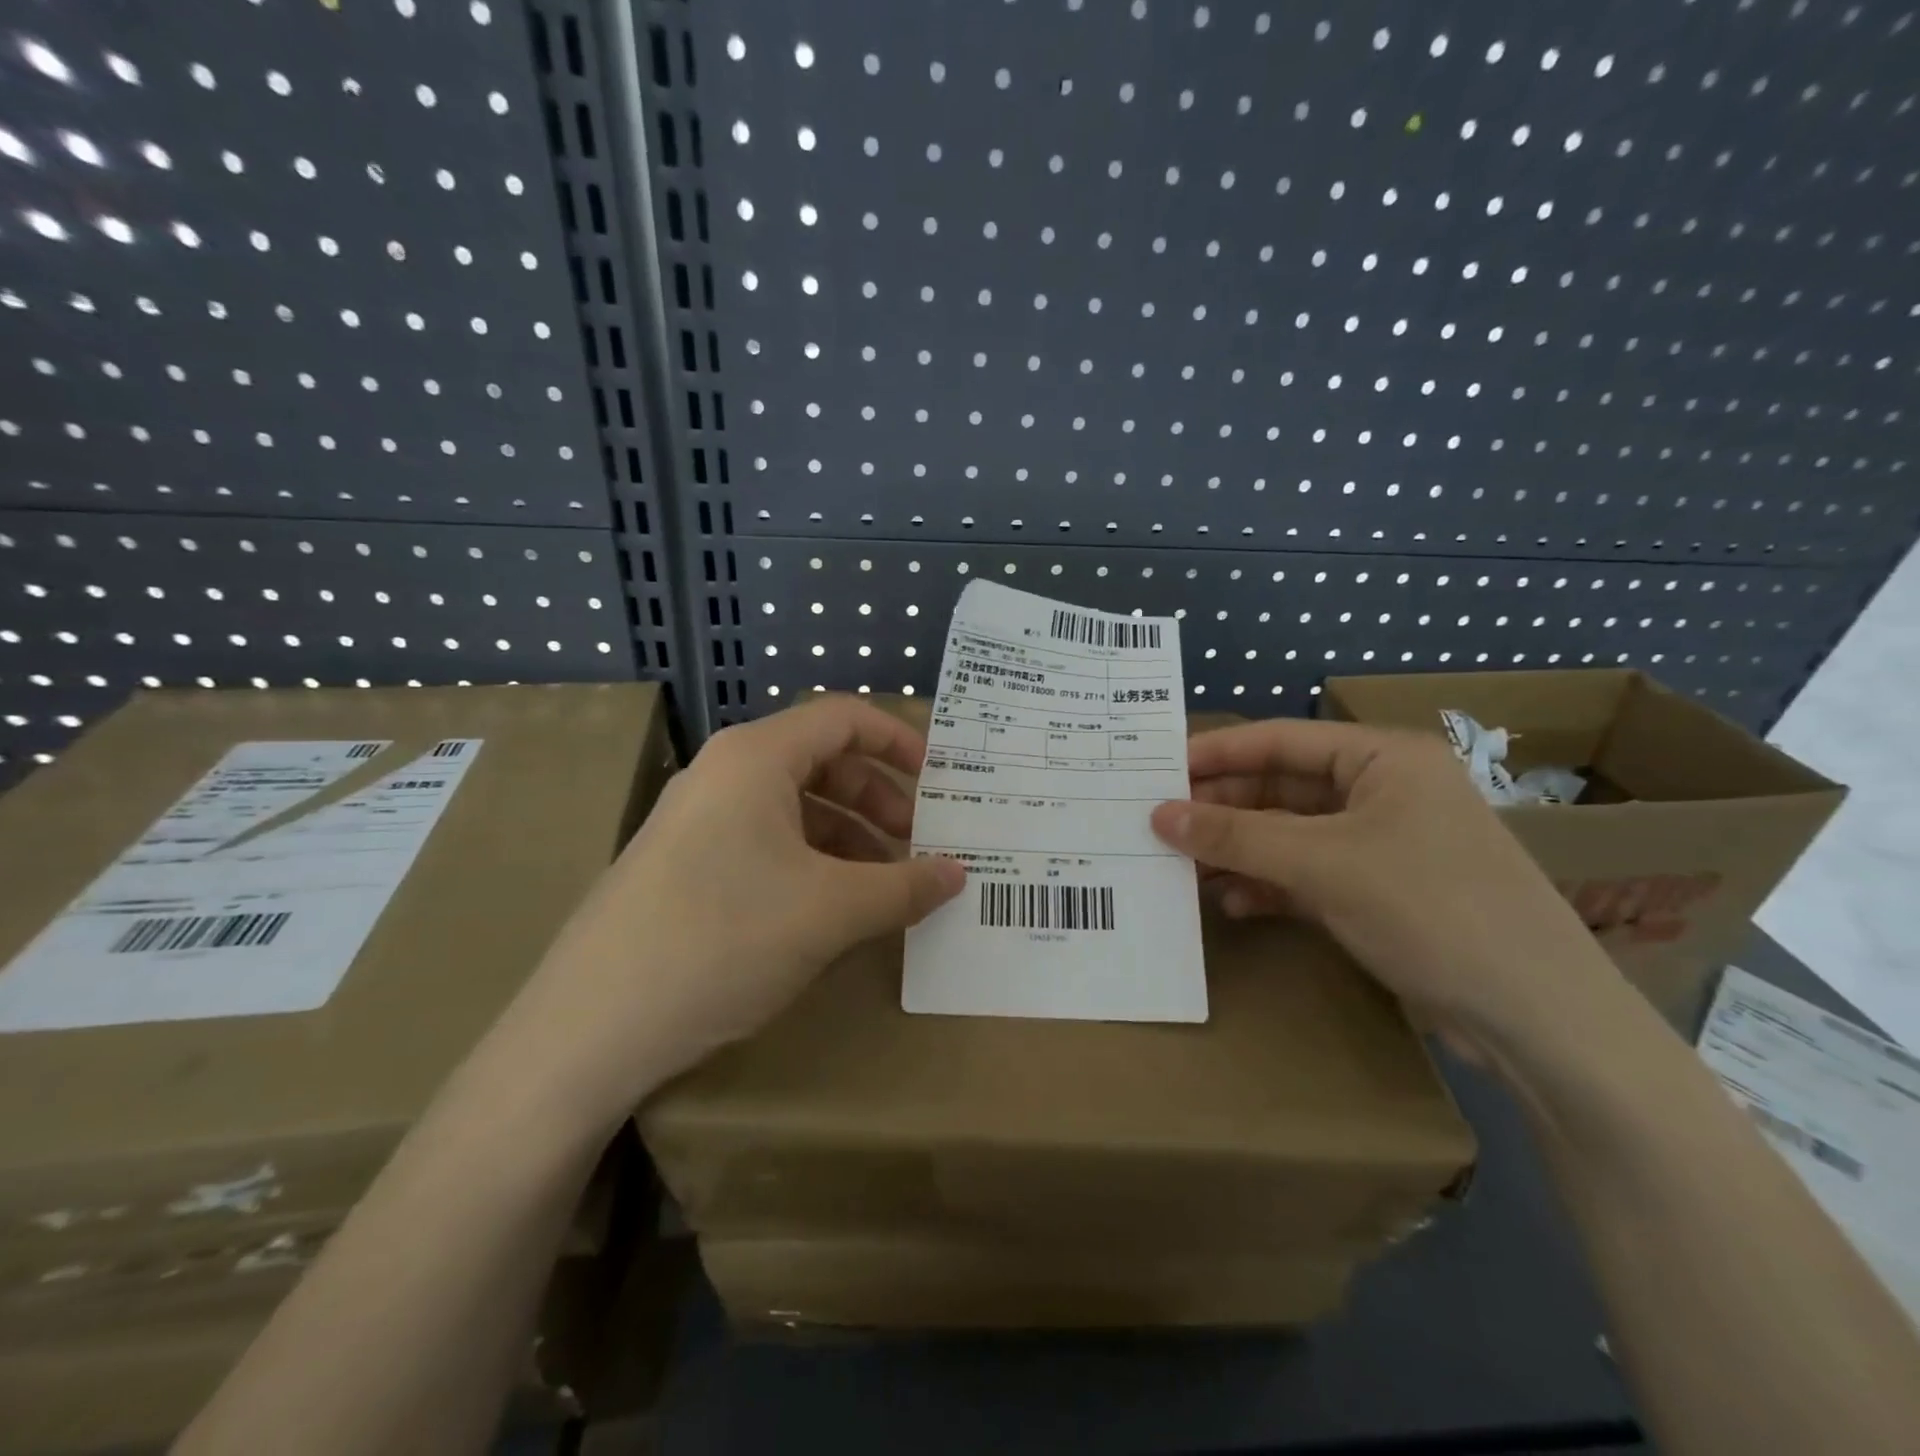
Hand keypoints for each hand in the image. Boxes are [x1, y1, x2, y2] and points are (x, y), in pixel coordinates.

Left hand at [502, 697, 965, 1126]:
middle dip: (877, 797)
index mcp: (756, 758)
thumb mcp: (830, 911)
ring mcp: (697, 820)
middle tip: (917, 842)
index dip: (898, 741)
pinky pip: (763, 841)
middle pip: (820, 760)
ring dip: (847, 835)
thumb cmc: (724, 938)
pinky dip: (810, 861)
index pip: (842, 718)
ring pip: (792, 805)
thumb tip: (958, 874)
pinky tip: (831, 907)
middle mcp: (723, 774)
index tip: (939, 780)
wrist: (591, 1027)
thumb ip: (904, 886)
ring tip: (883, 885)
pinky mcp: (683, 864)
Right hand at [1149, 718, 1617, 1054]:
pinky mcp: (1380, 891)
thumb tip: (1159, 815)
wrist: (1540, 1020)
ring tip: (1182, 866)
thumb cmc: (1432, 910)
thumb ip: (1237, 836)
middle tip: (1159, 825)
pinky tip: (1232, 902)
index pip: (1280, 740)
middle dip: (1222, 810)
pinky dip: (1269, 885)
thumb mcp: (1324, 864)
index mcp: (1384, 758)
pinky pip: (1307, 873)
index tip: (1156, 770)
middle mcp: (1383, 791)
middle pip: (1281, 788)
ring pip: (1290, 834)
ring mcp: (1382, 844)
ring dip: (1240, 850)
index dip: (1215, 753)